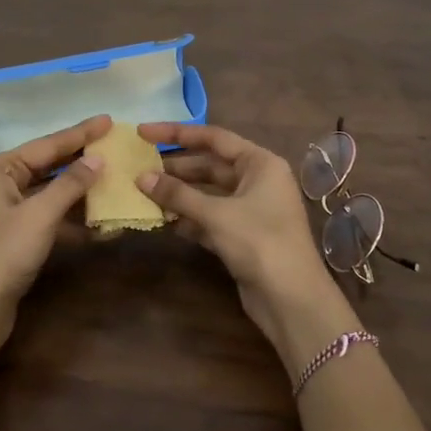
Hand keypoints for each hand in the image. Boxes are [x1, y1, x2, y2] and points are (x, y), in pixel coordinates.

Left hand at [0, 114, 110, 361]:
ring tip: (117, 182)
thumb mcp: (39, 214)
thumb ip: (70, 184)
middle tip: (116, 147)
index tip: (109, 120)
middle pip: (49, 167)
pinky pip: (52, 220)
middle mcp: (0, 185)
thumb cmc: (2, 254)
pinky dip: (75, 221)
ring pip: (52, 194)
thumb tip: (98, 160)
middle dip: (82, 161)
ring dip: (83, 193)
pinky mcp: (18, 239)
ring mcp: (9, 213)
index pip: (46, 145)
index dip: (80, 133)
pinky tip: (103, 224)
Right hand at [137, 122, 359, 372]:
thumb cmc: (259, 242)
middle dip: (176, 168)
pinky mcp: (242, 236)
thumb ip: (178, 194)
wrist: (291, 298)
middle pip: (210, 166)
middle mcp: (258, 181)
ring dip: (179, 195)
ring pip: (208, 194)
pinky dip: (189, 218)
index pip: (214, 138)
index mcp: (260, 163)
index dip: (176, 133)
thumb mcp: (216, 214)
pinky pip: (210, 218)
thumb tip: (141, 178)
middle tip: (139, 167)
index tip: (143, 132)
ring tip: (144, 193)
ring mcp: (251, 210)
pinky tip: (163, 220)